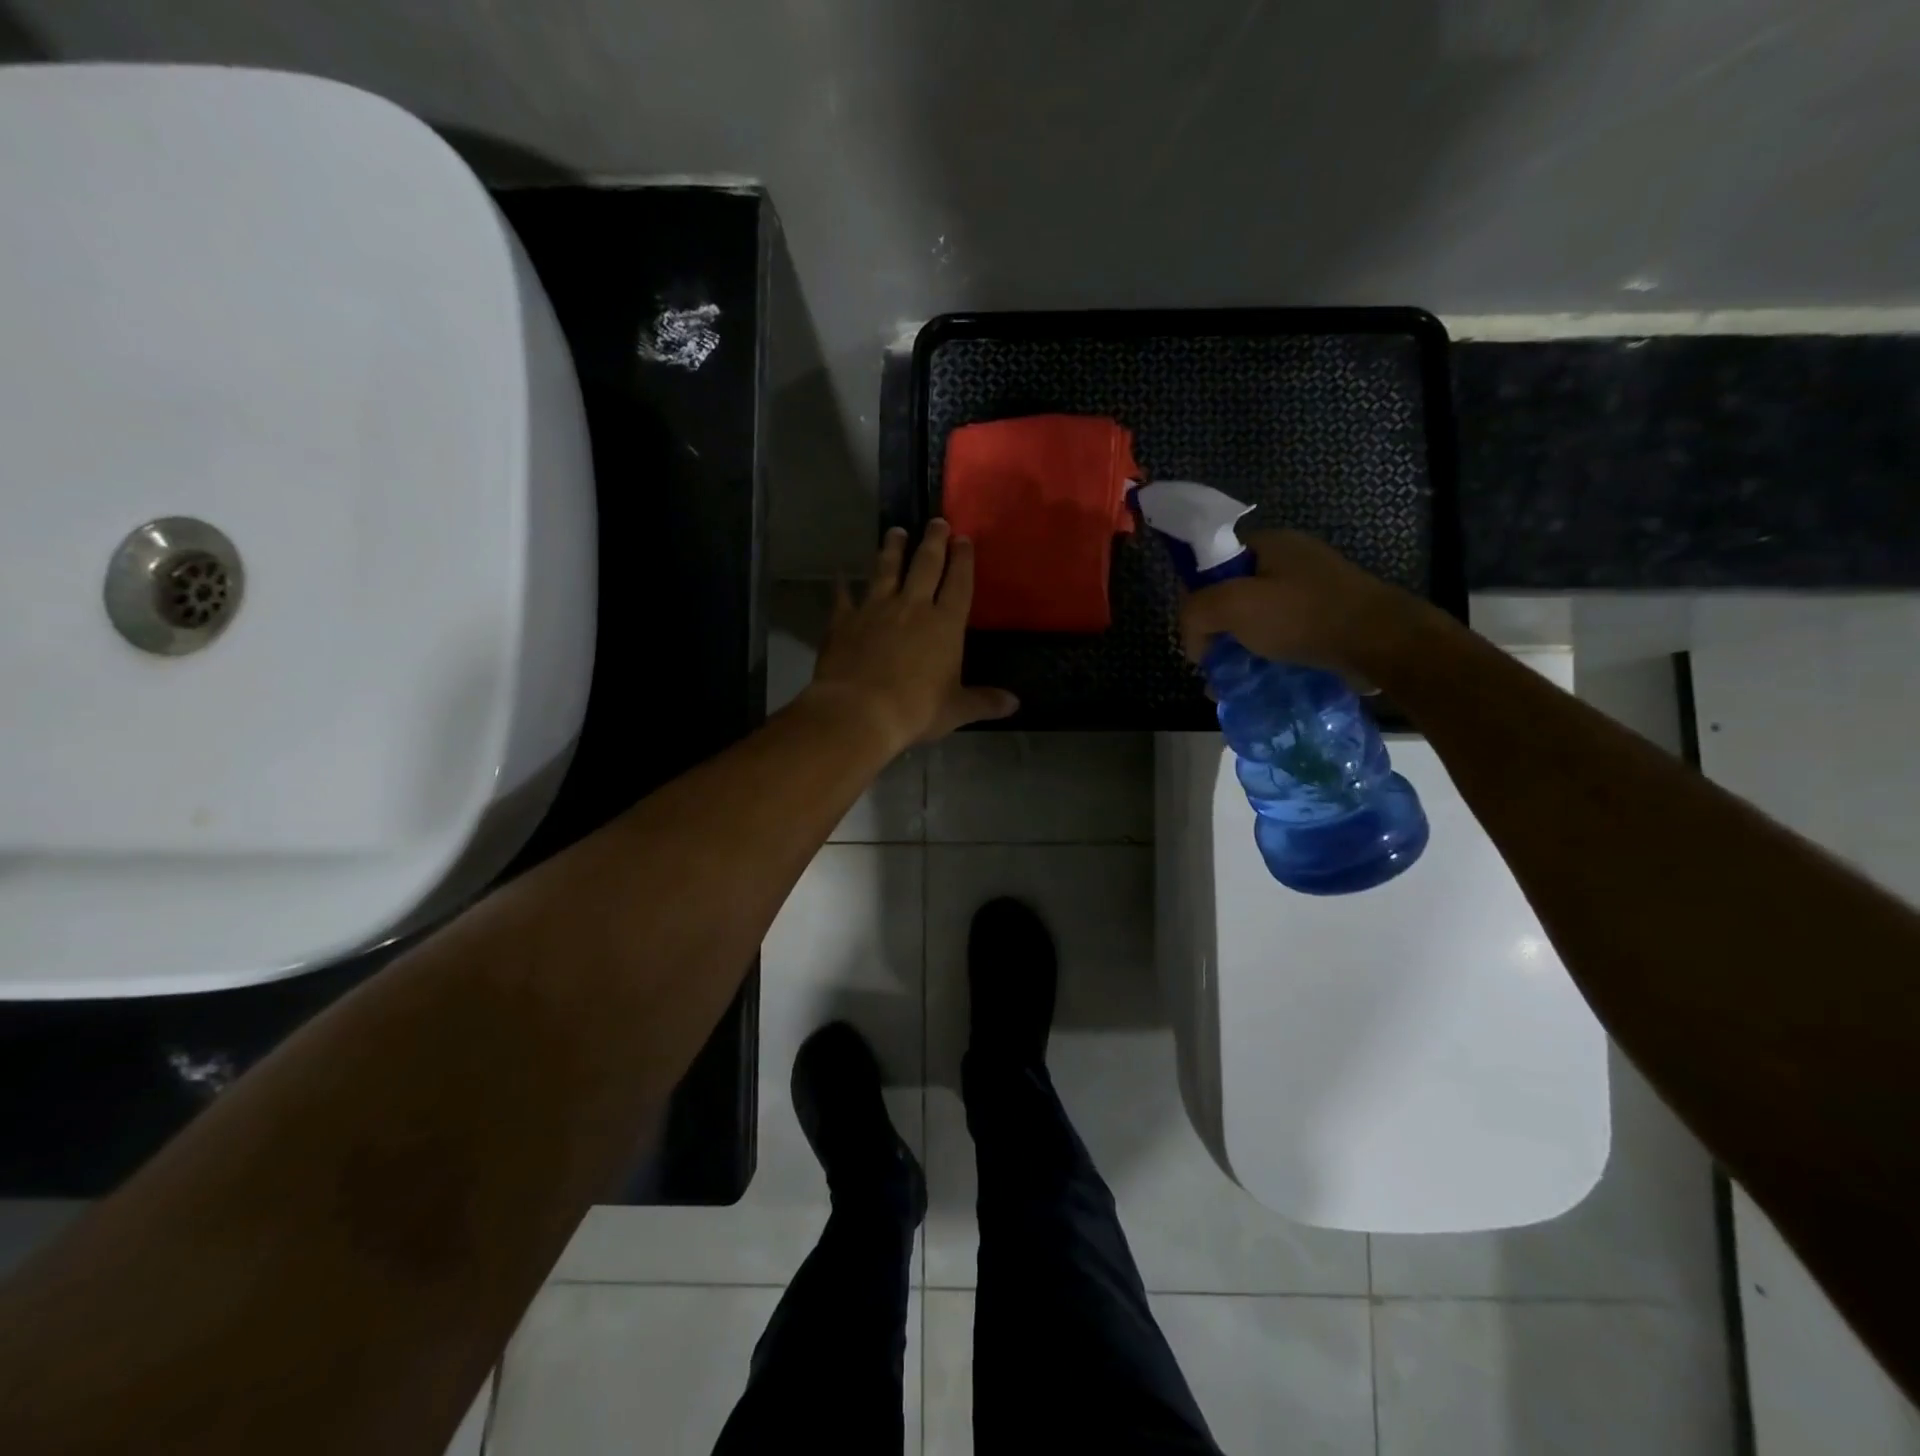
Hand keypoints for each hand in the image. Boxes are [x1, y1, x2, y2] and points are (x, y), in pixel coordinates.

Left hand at [804, 520, 1018, 751]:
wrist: (858, 712)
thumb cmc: (915, 710)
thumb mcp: (956, 710)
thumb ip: (984, 702)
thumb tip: (1015, 704)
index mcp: (945, 624)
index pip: (958, 583)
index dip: (963, 560)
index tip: (964, 538)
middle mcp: (912, 606)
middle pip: (925, 565)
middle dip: (933, 541)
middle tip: (937, 521)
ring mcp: (875, 609)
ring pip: (886, 570)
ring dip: (892, 549)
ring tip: (896, 531)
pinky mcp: (844, 620)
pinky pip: (843, 597)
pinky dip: (841, 585)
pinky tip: (840, 575)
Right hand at [1178, 530, 1422, 680]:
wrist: (1380, 642)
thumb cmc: (1303, 616)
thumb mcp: (1234, 606)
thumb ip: (1196, 612)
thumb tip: (1194, 642)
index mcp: (1268, 543)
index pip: (1211, 563)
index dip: (1195, 598)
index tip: (1195, 634)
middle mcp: (1290, 560)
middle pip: (1232, 593)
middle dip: (1216, 630)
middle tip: (1211, 664)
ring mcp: (1312, 588)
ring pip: (1256, 618)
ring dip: (1238, 648)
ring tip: (1231, 683)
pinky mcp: (1327, 617)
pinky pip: (1282, 634)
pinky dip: (1265, 655)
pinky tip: (1258, 681)